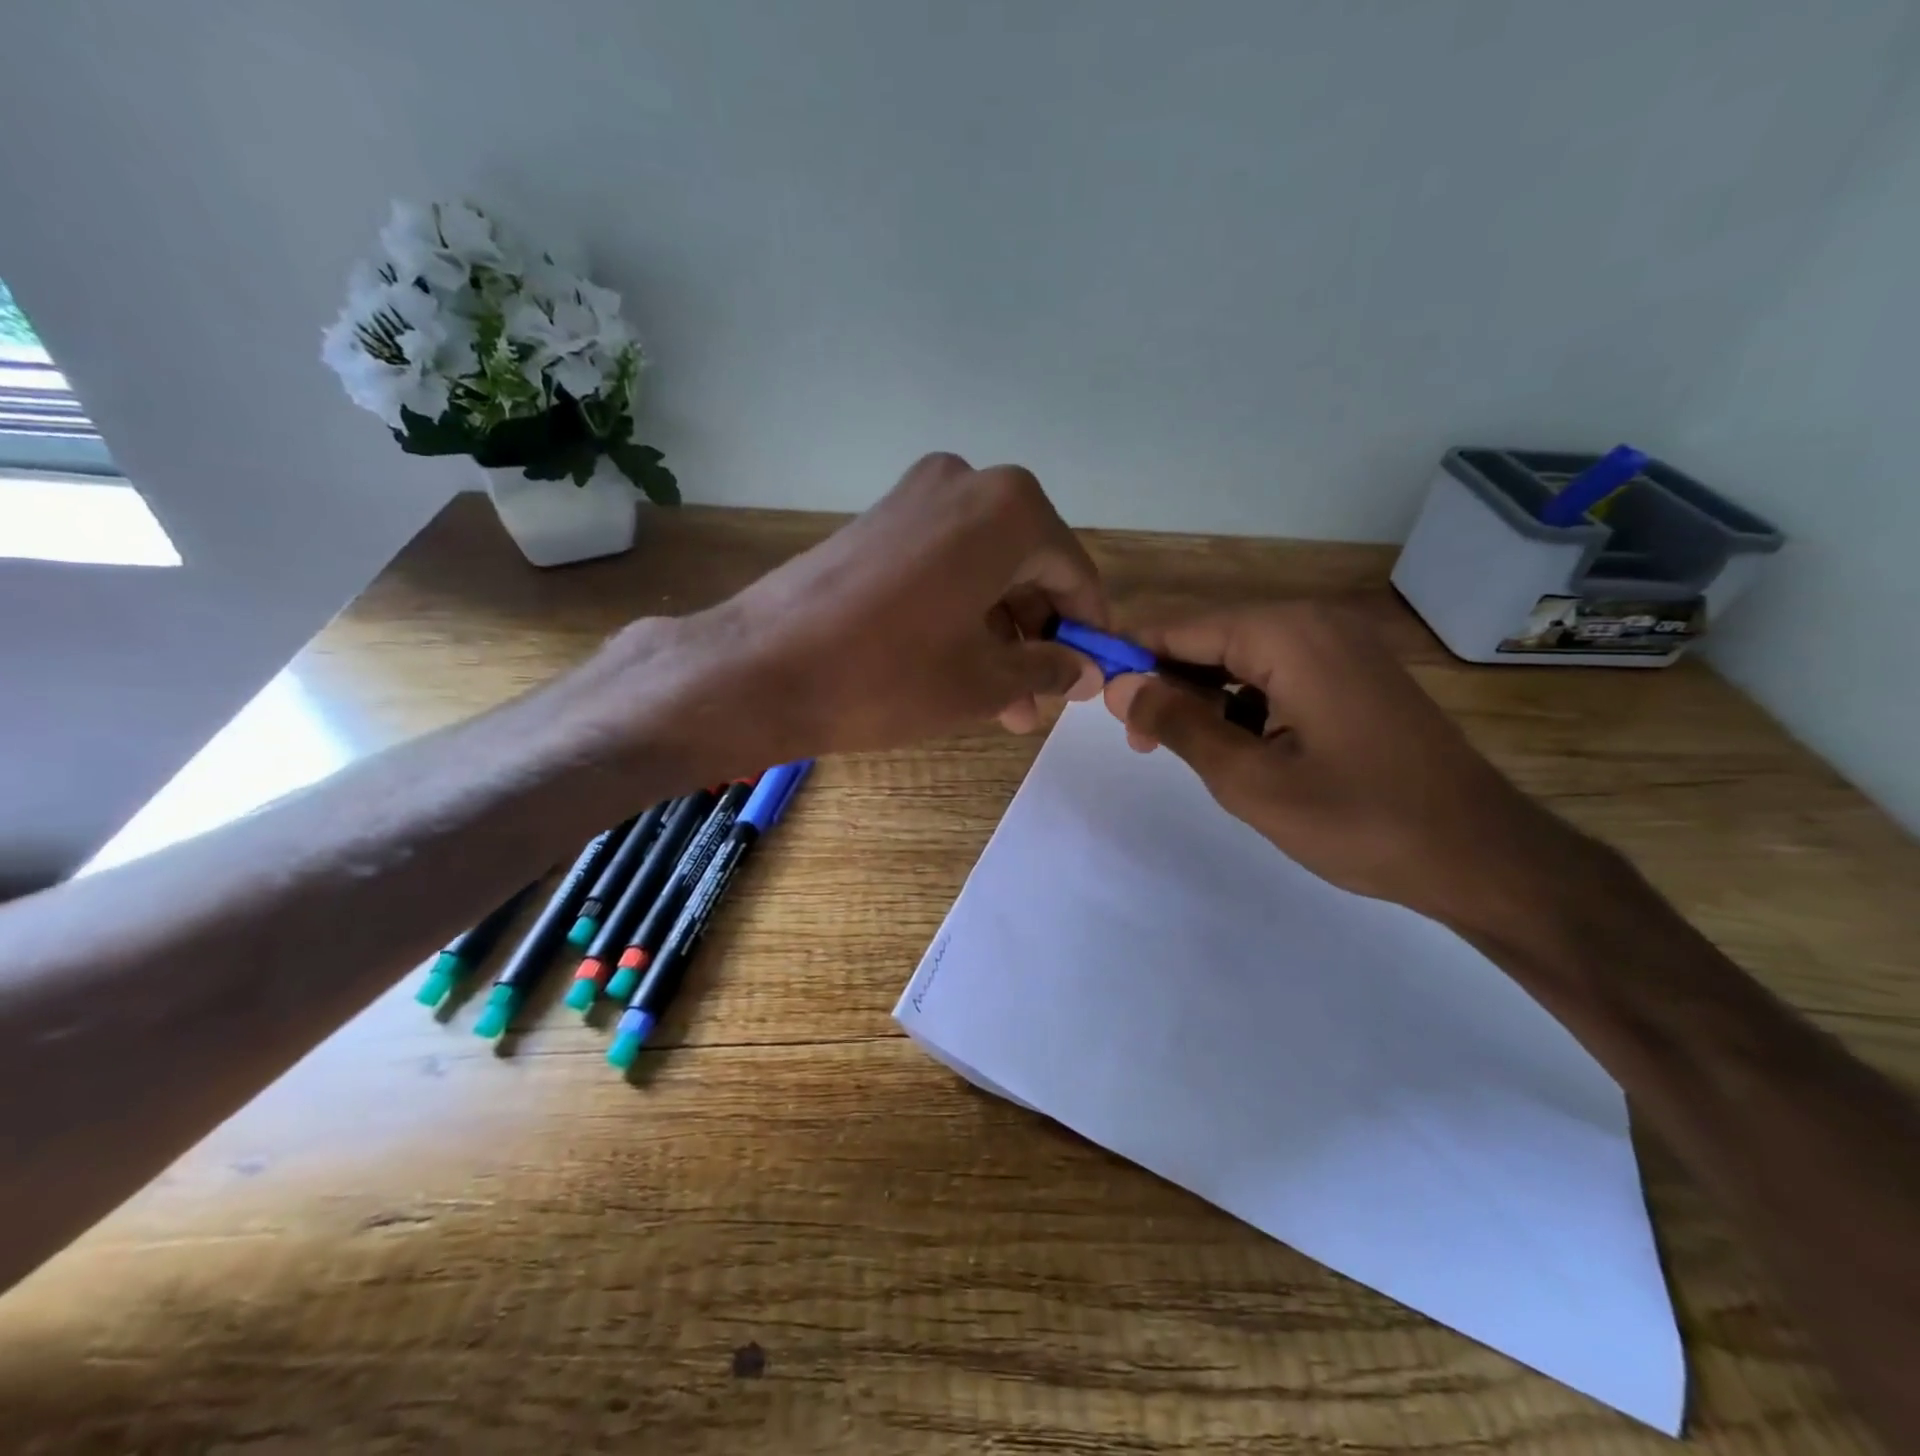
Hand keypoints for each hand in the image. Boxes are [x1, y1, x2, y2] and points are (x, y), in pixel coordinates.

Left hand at [638, 454, 1108, 767]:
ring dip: (1000, 633)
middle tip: (1039, 701)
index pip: (1074, 573)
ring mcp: (916, 496)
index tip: (1091, 675)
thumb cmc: (888, 675)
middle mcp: (967, 483)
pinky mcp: (880, 520)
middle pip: (1029, 567)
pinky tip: (962, 667)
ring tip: (1003, 703)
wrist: (761, 668)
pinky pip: (945, 564)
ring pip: (985, 570)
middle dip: (1037, 637)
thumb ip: (1049, 669)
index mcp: (1009, 510)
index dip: (1087, 629)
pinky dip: (962, 611)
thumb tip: (1085, 670)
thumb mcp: (984, 681)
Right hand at [1103, 601, 1588, 930]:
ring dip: (1203, 698)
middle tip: (1140, 742)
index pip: (1179, 627)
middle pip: (1209, 638)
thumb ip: (1178, 724)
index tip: (1091, 691)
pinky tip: (1239, 748)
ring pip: (1241, 658)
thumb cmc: (1359, 819)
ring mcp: (1341, 646)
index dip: (1129, 655)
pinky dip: (1244, 703)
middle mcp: (1313, 623)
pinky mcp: (1355, 674)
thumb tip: (1118, 686)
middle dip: (1166, 682)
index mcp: (1286, 634)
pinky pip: (1277, 673)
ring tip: (1185, 751)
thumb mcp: (1249, 780)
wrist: (1481, 855)